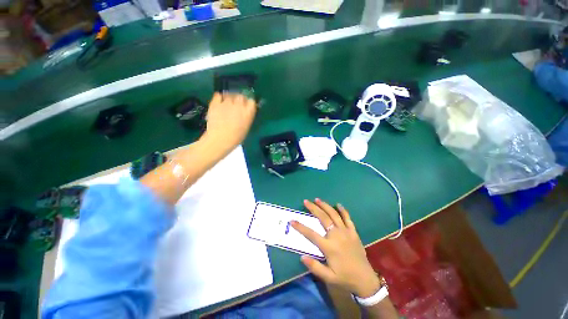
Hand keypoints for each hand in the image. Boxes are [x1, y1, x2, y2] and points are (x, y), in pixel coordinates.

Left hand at [202, 93, 256, 152]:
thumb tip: (246, 112)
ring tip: (228, 103)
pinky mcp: (215, 103)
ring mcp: (226, 103)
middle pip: (241, 96)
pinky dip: (219, 97)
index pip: (251, 101)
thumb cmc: (236, 137)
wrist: (220, 139)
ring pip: (230, 94)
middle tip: (237, 105)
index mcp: (248, 112)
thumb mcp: (246, 127)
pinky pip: (218, 95)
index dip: (249, 103)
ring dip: (230, 98)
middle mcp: (238, 105)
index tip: (247, 106)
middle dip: (240, 99)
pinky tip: (219, 101)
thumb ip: (247, 117)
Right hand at [291, 199, 381, 297]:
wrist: (365, 279)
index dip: (300, 227)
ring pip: (334, 214)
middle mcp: (336, 236)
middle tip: (306, 201)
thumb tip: (301, 257)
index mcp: (329, 247)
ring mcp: (346, 232)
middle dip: (313, 208)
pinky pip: (348, 218)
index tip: (292, 220)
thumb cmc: (345, 278)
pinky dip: (343, 210)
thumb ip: (315, 267)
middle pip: (323, 218)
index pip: (311, 234)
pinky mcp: (353, 232)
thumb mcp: (329, 278)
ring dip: (325, 206)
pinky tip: (338, 204)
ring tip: (317, 199)